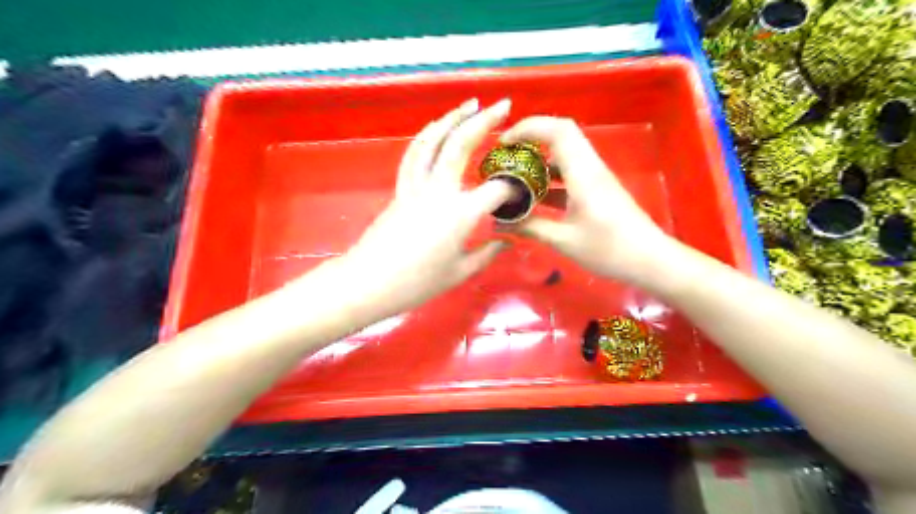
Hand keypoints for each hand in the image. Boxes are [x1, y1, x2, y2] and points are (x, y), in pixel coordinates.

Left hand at [340, 99, 514, 319]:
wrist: (369, 282)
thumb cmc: (417, 283)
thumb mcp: (459, 272)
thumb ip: (487, 254)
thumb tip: (506, 241)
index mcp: (461, 213)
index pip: (496, 190)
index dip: (513, 189)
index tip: (521, 193)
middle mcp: (439, 191)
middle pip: (461, 145)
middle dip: (484, 121)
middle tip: (503, 105)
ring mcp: (416, 186)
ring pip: (432, 141)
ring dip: (452, 118)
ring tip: (469, 104)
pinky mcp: (401, 189)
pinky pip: (414, 155)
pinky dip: (426, 136)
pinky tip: (436, 128)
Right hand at [498, 116, 673, 284]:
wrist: (650, 260)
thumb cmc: (608, 249)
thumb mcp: (564, 240)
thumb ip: (531, 227)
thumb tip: (500, 223)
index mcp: (583, 173)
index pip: (558, 130)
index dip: (529, 128)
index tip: (504, 143)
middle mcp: (590, 168)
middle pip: (561, 135)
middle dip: (531, 139)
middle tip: (507, 156)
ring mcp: (595, 178)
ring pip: (565, 154)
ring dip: (540, 160)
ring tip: (516, 177)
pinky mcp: (598, 190)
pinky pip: (571, 173)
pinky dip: (550, 179)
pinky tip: (536, 198)